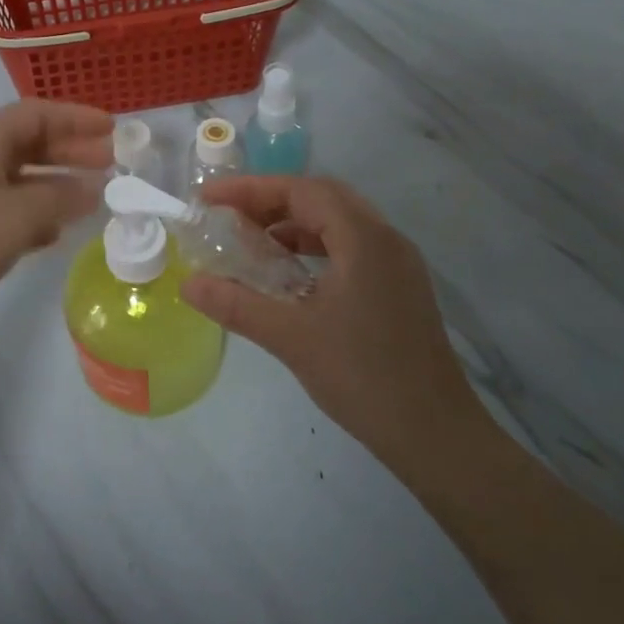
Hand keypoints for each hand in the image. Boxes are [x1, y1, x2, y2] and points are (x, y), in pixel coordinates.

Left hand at [0, 100, 112, 357]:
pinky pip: (11, 214)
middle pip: (29, 144)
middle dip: (70, 149)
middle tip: (111, 162)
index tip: (112, 129)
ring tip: (94, 197)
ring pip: (22, 181)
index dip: (74, 117)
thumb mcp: (16, 215)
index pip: (34, 114)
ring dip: (57, 184)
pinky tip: (57, 234)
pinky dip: (38, 217)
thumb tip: (94, 187)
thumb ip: (60, 197)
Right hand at [180, 176, 491, 466]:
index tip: (210, 198)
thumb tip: (187, 283)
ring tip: (252, 241)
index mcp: (365, 239)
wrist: (436, 435)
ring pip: (339, 222)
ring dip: (294, 223)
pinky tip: (289, 272)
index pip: (302, 191)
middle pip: (322, 198)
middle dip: (271, 200)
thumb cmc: (364, 378)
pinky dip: (314, 246)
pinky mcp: (399, 287)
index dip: (252, 189)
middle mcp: (386, 239)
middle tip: (229, 215)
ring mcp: (397, 264)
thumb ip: (236, 304)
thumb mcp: (291, 338)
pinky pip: (351, 246)